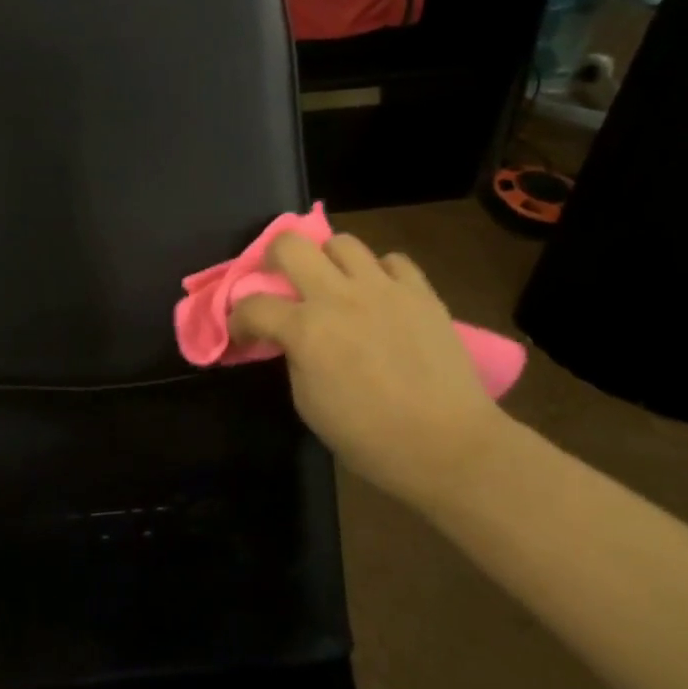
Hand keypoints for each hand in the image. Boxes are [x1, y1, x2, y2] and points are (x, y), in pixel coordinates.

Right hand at [232, 233, 509, 509]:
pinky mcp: (420, 292)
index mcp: (305, 329)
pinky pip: (392, 261)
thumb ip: (294, 358)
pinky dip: (380, 273)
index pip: (252, 305)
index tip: (244, 333)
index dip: (238, 319)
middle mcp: (339, 296)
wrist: (449, 446)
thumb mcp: (308, 403)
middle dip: (273, 258)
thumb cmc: (370, 437)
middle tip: (279, 281)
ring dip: (328, 260)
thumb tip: (292, 340)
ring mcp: (383, 288)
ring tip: (334, 283)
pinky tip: (380, 296)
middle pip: (290, 244)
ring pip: (342, 242)